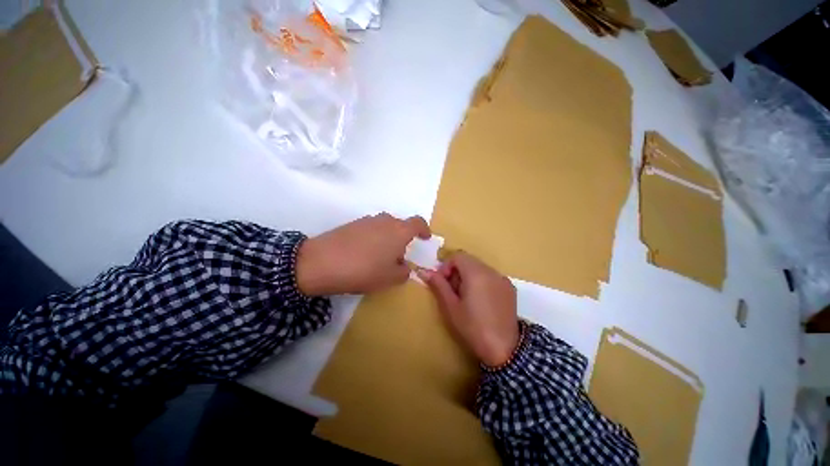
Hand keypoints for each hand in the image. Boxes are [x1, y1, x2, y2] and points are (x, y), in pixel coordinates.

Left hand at [295, 213, 429, 295]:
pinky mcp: (351, 224)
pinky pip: (369, 229)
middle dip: (403, 239)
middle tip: (397, 257)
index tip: (425, 238)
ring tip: (378, 258)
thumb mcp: (390, 278)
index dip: (424, 229)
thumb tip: (402, 266)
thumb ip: (403, 272)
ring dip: (387, 239)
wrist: (321, 262)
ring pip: (384, 228)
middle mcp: (385, 221)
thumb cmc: (364, 270)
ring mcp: (366, 220)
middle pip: (400, 226)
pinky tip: (363, 254)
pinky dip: (372, 239)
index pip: (418, 223)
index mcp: (399, 231)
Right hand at [418, 252, 519, 366]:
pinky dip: (481, 281)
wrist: (504, 349)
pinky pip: (490, 276)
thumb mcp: (451, 306)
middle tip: (453, 292)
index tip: (443, 282)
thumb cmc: (472, 327)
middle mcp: (491, 271)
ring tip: (466, 297)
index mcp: (476, 273)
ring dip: (468, 276)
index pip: (458, 256)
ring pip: (479, 268)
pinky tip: (480, 301)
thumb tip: (424, 271)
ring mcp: (503, 279)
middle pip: (469, 260)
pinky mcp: (510, 288)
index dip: (446, 266)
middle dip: (457, 271)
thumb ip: (438, 285)